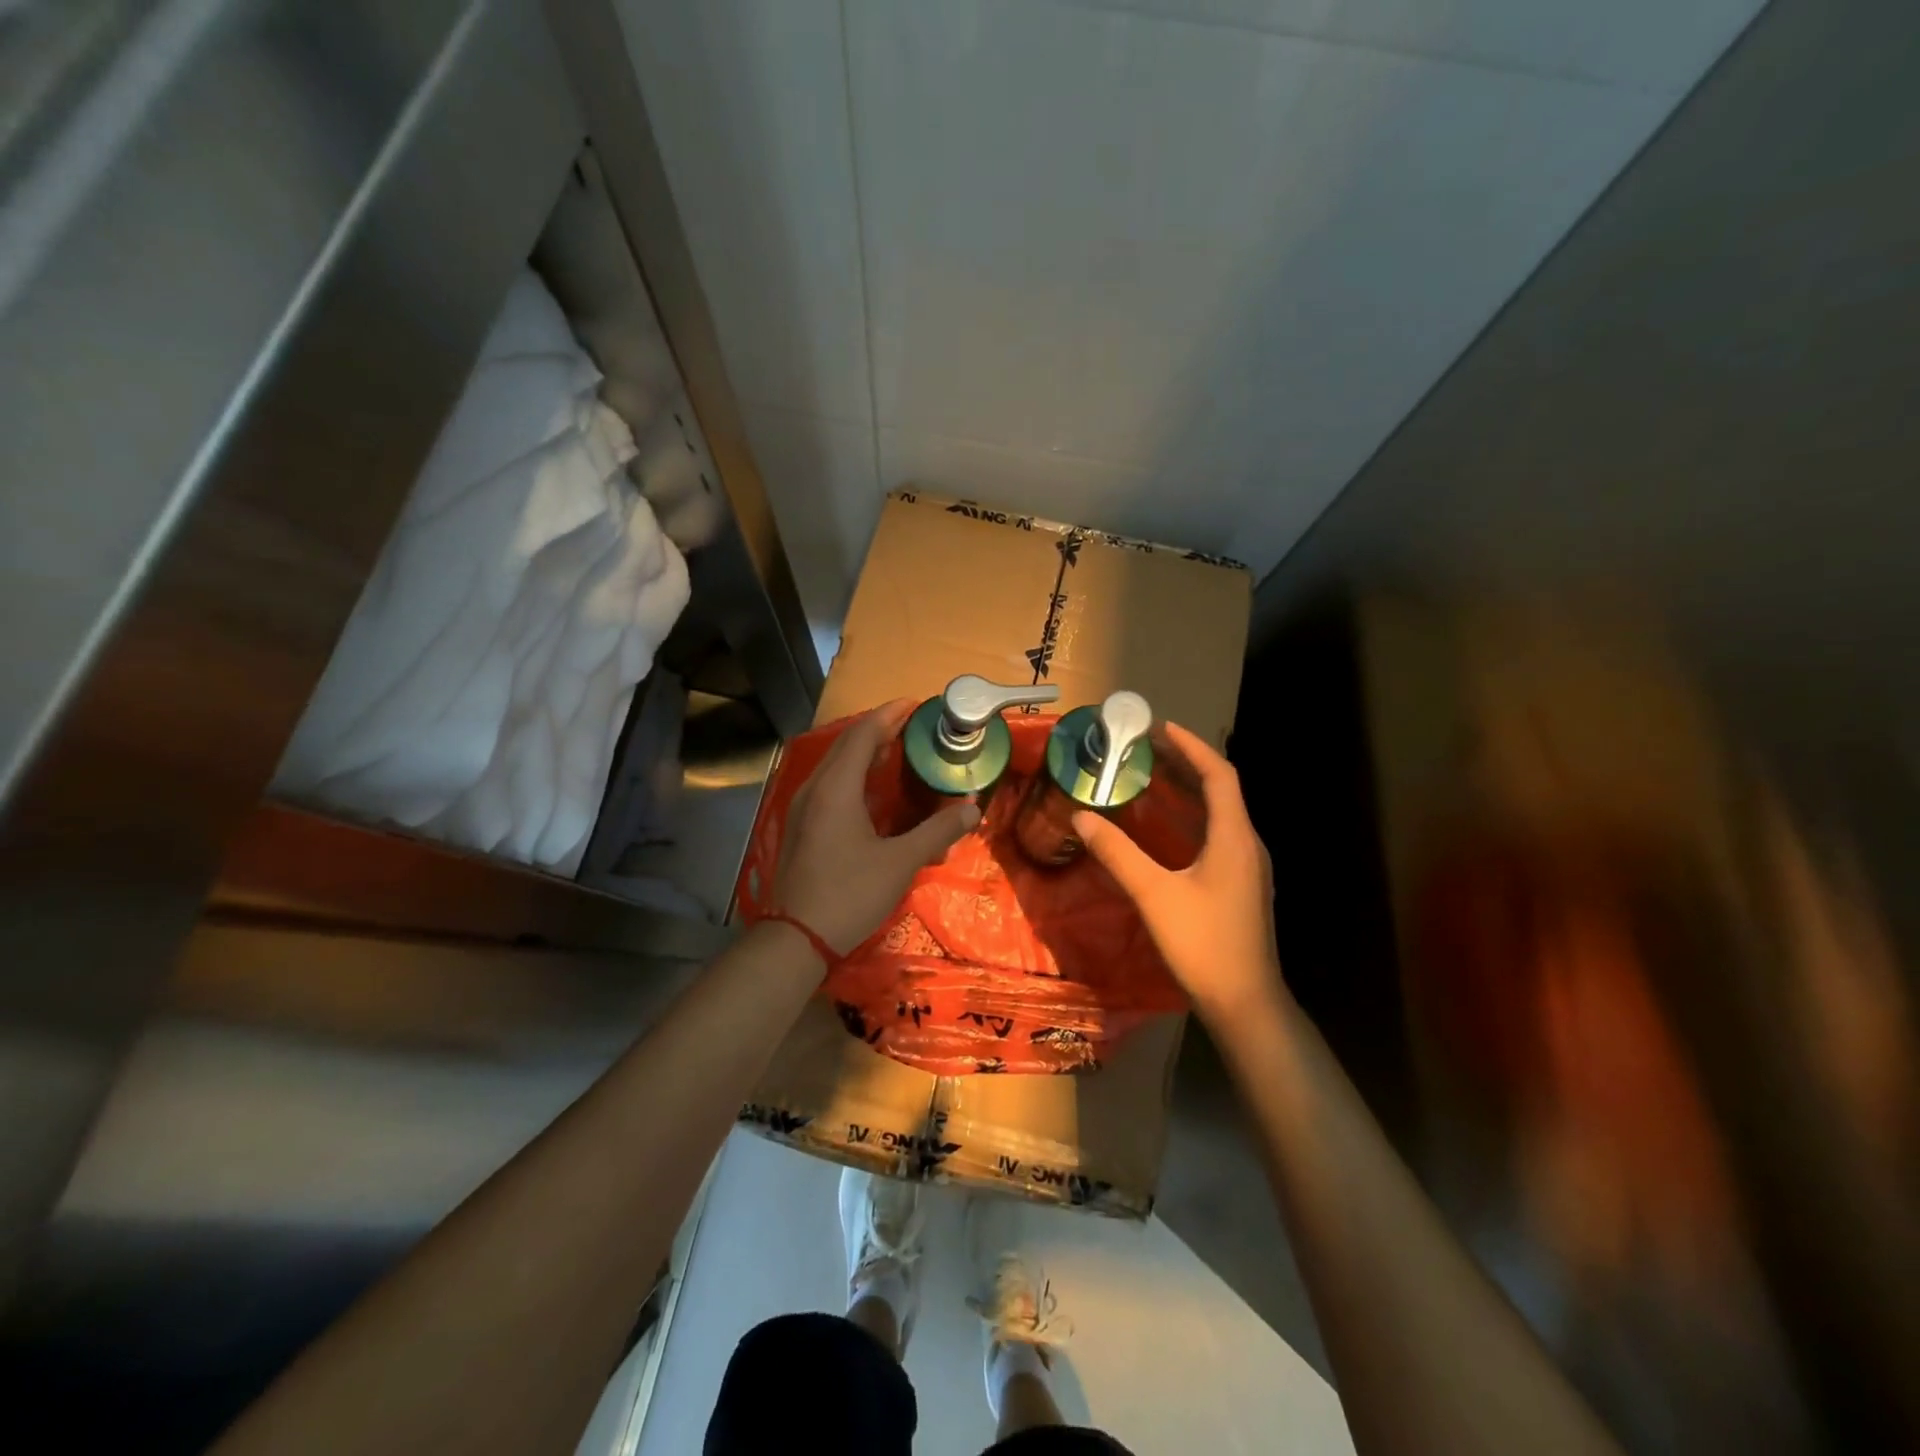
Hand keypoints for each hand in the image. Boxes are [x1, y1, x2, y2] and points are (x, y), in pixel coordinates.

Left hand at [773, 698, 980, 958]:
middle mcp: (815, 789)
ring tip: (894, 749)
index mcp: (836, 788)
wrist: (797, 937)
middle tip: (910, 724)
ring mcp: (803, 808)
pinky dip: (853, 774)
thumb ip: (937, 832)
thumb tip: (972, 808)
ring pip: (835, 765)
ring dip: (863, 751)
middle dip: (877, 729)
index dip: (889, 716)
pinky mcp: (802, 827)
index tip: (914, 704)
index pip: (863, 735)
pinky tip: (870, 789)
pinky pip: (829, 784)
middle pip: (846, 745)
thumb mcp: (900, 862)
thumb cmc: (849, 893)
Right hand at [1073, 722, 1286, 1025]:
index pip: (1219, 775)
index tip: (1161, 728)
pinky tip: (1164, 828)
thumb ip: (1118, 853)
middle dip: (1186, 765)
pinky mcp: (1240, 886)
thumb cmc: (1203, 943)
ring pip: (1219, 814)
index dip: (1192, 747)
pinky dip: (1190, 820)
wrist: (1245, 1002)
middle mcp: (1246, 844)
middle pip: (1221, 790)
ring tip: (1152, 777)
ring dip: (1188, 792)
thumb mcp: (1154, 894)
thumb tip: (1082, 816)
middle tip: (1147, 749)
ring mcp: (1246, 867)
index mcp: (1234, 837)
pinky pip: (1216, 836)